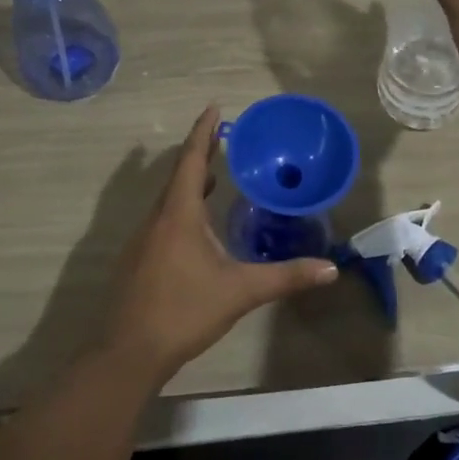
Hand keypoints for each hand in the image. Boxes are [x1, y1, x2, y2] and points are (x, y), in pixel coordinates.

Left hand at [102, 106, 337, 385]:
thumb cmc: (184, 311)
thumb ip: (285, 277)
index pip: (191, 160)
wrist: (128, 352)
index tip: (213, 107)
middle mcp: (157, 219)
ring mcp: (143, 240)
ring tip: (214, 174)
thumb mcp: (240, 291)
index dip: (203, 132)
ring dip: (190, 182)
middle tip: (222, 136)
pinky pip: (163, 219)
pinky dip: (182, 207)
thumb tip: (330, 268)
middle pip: (179, 175)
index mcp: (179, 214)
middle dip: (200, 153)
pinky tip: (196, 225)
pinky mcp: (138, 260)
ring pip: (169, 199)